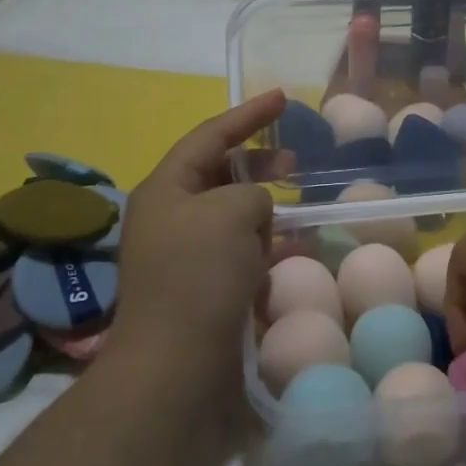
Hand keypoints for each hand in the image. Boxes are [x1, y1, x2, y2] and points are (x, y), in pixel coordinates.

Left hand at [111, 90, 285, 377]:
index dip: (248, 114)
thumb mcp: (233, 211)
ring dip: (266, 212)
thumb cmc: (199, 275)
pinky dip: (266, 247)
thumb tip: (256, 213)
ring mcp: (186, 256)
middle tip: (295, 162)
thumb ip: (253, 193)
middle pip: (220, 174)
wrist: (176, 367)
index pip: (210, 136)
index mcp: (166, 189)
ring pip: (234, 216)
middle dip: (259, 165)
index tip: (283, 98)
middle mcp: (171, 217)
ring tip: (298, 214)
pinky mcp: (204, 289)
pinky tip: (293, 252)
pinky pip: (240, 253)